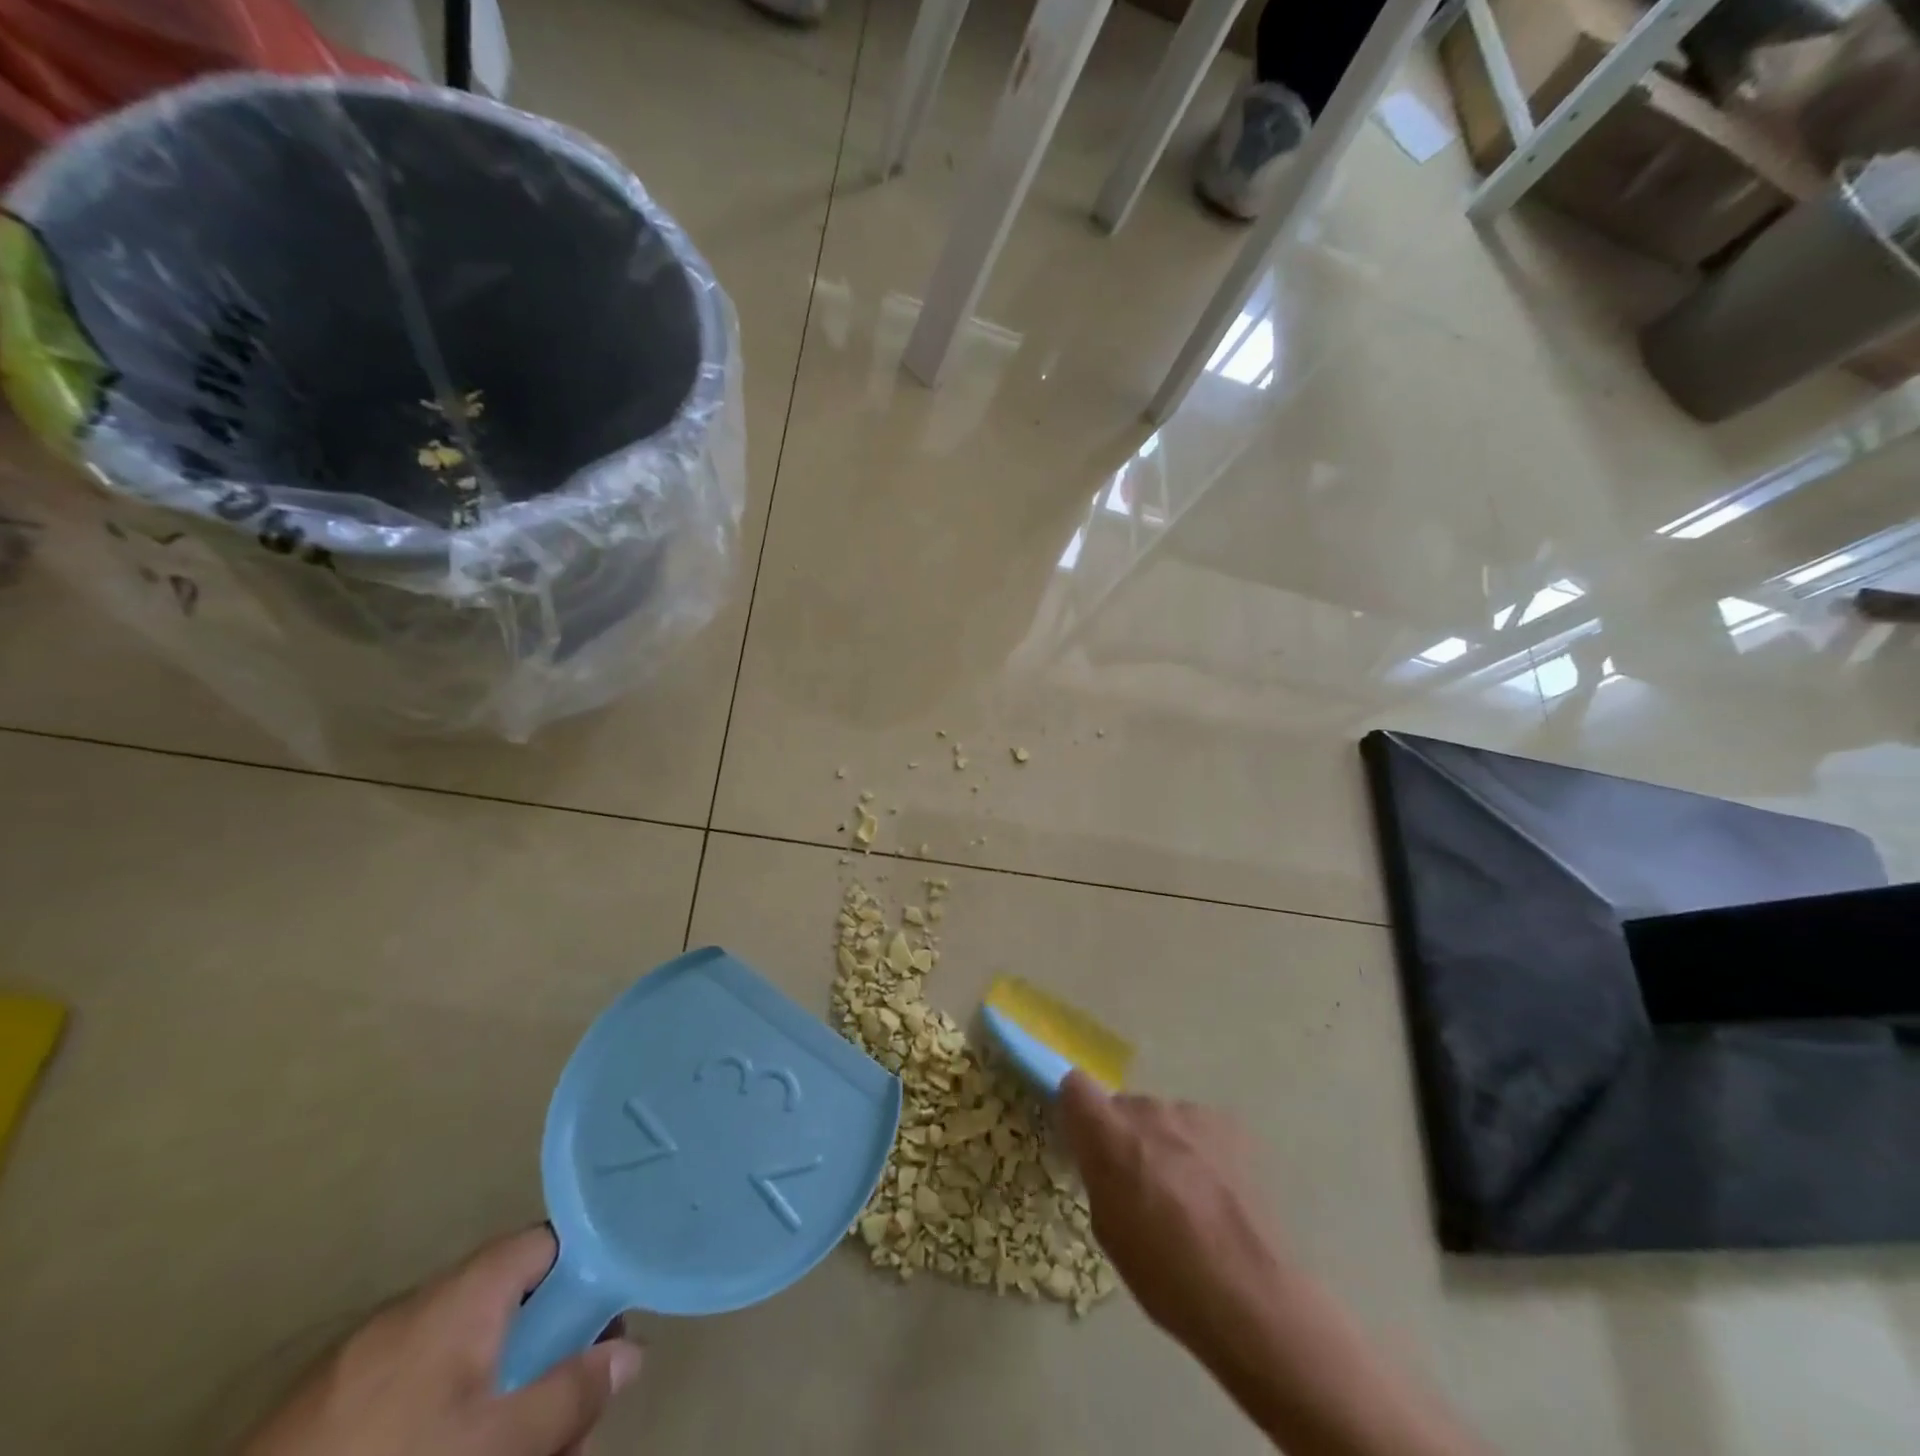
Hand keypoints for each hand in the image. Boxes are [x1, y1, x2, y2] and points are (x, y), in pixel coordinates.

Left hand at [242, 1227, 642, 1455]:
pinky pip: (413, 1380)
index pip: (547, 1241)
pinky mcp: (326, 1403)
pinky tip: (443, 1445)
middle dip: (546, 1349)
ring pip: (463, 1347)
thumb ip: (570, 1394)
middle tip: (565, 1404)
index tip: (605, 1315)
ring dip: (499, 1384)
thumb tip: (631, 1351)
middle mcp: (419, 1305)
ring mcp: (365, 1354)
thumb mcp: (495, 1444)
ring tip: (511, 1439)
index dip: (585, 1267)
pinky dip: (444, 1405)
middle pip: (509, 1300)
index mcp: (463, 1294)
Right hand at [1057, 1074, 1285, 1357]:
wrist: (1250, 1295)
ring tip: (1185, 1197)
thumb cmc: (1165, 1275)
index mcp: (1109, 1135)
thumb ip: (1099, 1174)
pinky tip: (1215, 1193)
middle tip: (1139, 1185)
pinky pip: (1196, 1129)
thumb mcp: (1107, 1229)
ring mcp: (1191, 1114)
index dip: (1077, 1110)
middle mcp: (1148, 1110)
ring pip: (1162, 1119)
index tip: (1083, 1140)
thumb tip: (1101, 1155)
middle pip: (1123, 1107)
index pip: (1075, 1087)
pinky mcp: (1229, 1125)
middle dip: (1124, 1138)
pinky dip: (1197, 1151)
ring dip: (1162, 1144)